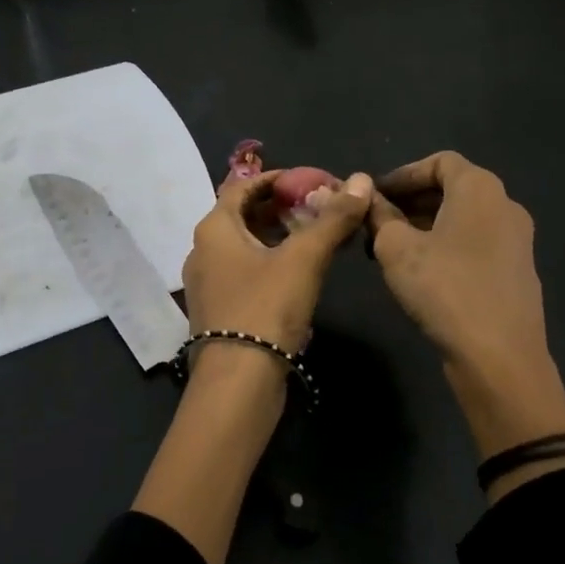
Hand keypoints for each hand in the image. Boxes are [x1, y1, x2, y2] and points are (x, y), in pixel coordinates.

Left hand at [182, 169, 373, 352]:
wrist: (238, 384)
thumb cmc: (266, 308)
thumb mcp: (305, 258)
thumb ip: (333, 219)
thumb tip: (361, 180)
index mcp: (214, 228)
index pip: (243, 185)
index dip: (278, 178)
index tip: (311, 181)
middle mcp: (203, 250)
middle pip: (244, 215)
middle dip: (282, 208)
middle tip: (319, 208)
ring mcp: (207, 283)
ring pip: (245, 245)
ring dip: (279, 236)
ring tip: (316, 237)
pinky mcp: (219, 310)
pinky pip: (245, 271)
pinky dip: (271, 262)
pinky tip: (300, 273)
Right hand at [368, 152, 564, 469]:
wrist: (500, 358)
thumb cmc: (445, 289)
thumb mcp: (397, 248)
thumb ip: (379, 216)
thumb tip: (369, 198)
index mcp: (480, 188)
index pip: (439, 162)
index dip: (403, 174)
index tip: (374, 196)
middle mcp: (505, 205)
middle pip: (452, 189)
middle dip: (410, 202)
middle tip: (376, 223)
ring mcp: (517, 241)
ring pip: (463, 219)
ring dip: (425, 226)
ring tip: (390, 251)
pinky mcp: (517, 272)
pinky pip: (476, 244)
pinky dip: (446, 246)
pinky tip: (422, 274)